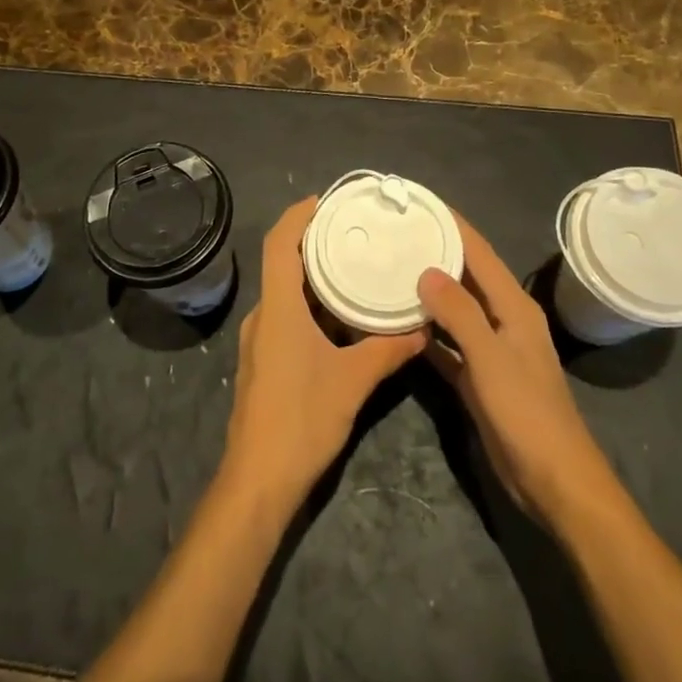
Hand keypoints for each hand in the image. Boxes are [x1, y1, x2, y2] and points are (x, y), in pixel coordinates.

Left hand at [224, 197, 426, 507]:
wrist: (258, 481)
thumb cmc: (301, 420)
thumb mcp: (353, 381)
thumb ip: (388, 350)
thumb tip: (422, 328)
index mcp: (278, 308)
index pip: (280, 243)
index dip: (298, 216)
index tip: (325, 200)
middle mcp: (264, 316)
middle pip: (283, 264)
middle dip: (314, 244)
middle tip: (353, 232)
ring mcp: (260, 341)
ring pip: (287, 295)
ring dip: (316, 279)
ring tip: (354, 269)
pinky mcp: (264, 362)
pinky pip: (288, 318)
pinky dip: (313, 307)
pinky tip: (342, 319)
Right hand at [417, 215, 611, 525]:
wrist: (552, 480)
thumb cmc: (526, 412)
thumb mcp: (490, 357)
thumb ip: (459, 312)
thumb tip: (426, 269)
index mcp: (513, 306)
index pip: (479, 252)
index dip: (453, 224)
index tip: (420, 202)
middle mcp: (503, 319)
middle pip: (466, 275)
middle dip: (436, 252)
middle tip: (395, 233)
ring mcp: (491, 349)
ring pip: (455, 309)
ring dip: (429, 292)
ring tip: (391, 269)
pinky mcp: (479, 377)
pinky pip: (448, 344)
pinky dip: (428, 333)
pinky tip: (399, 324)